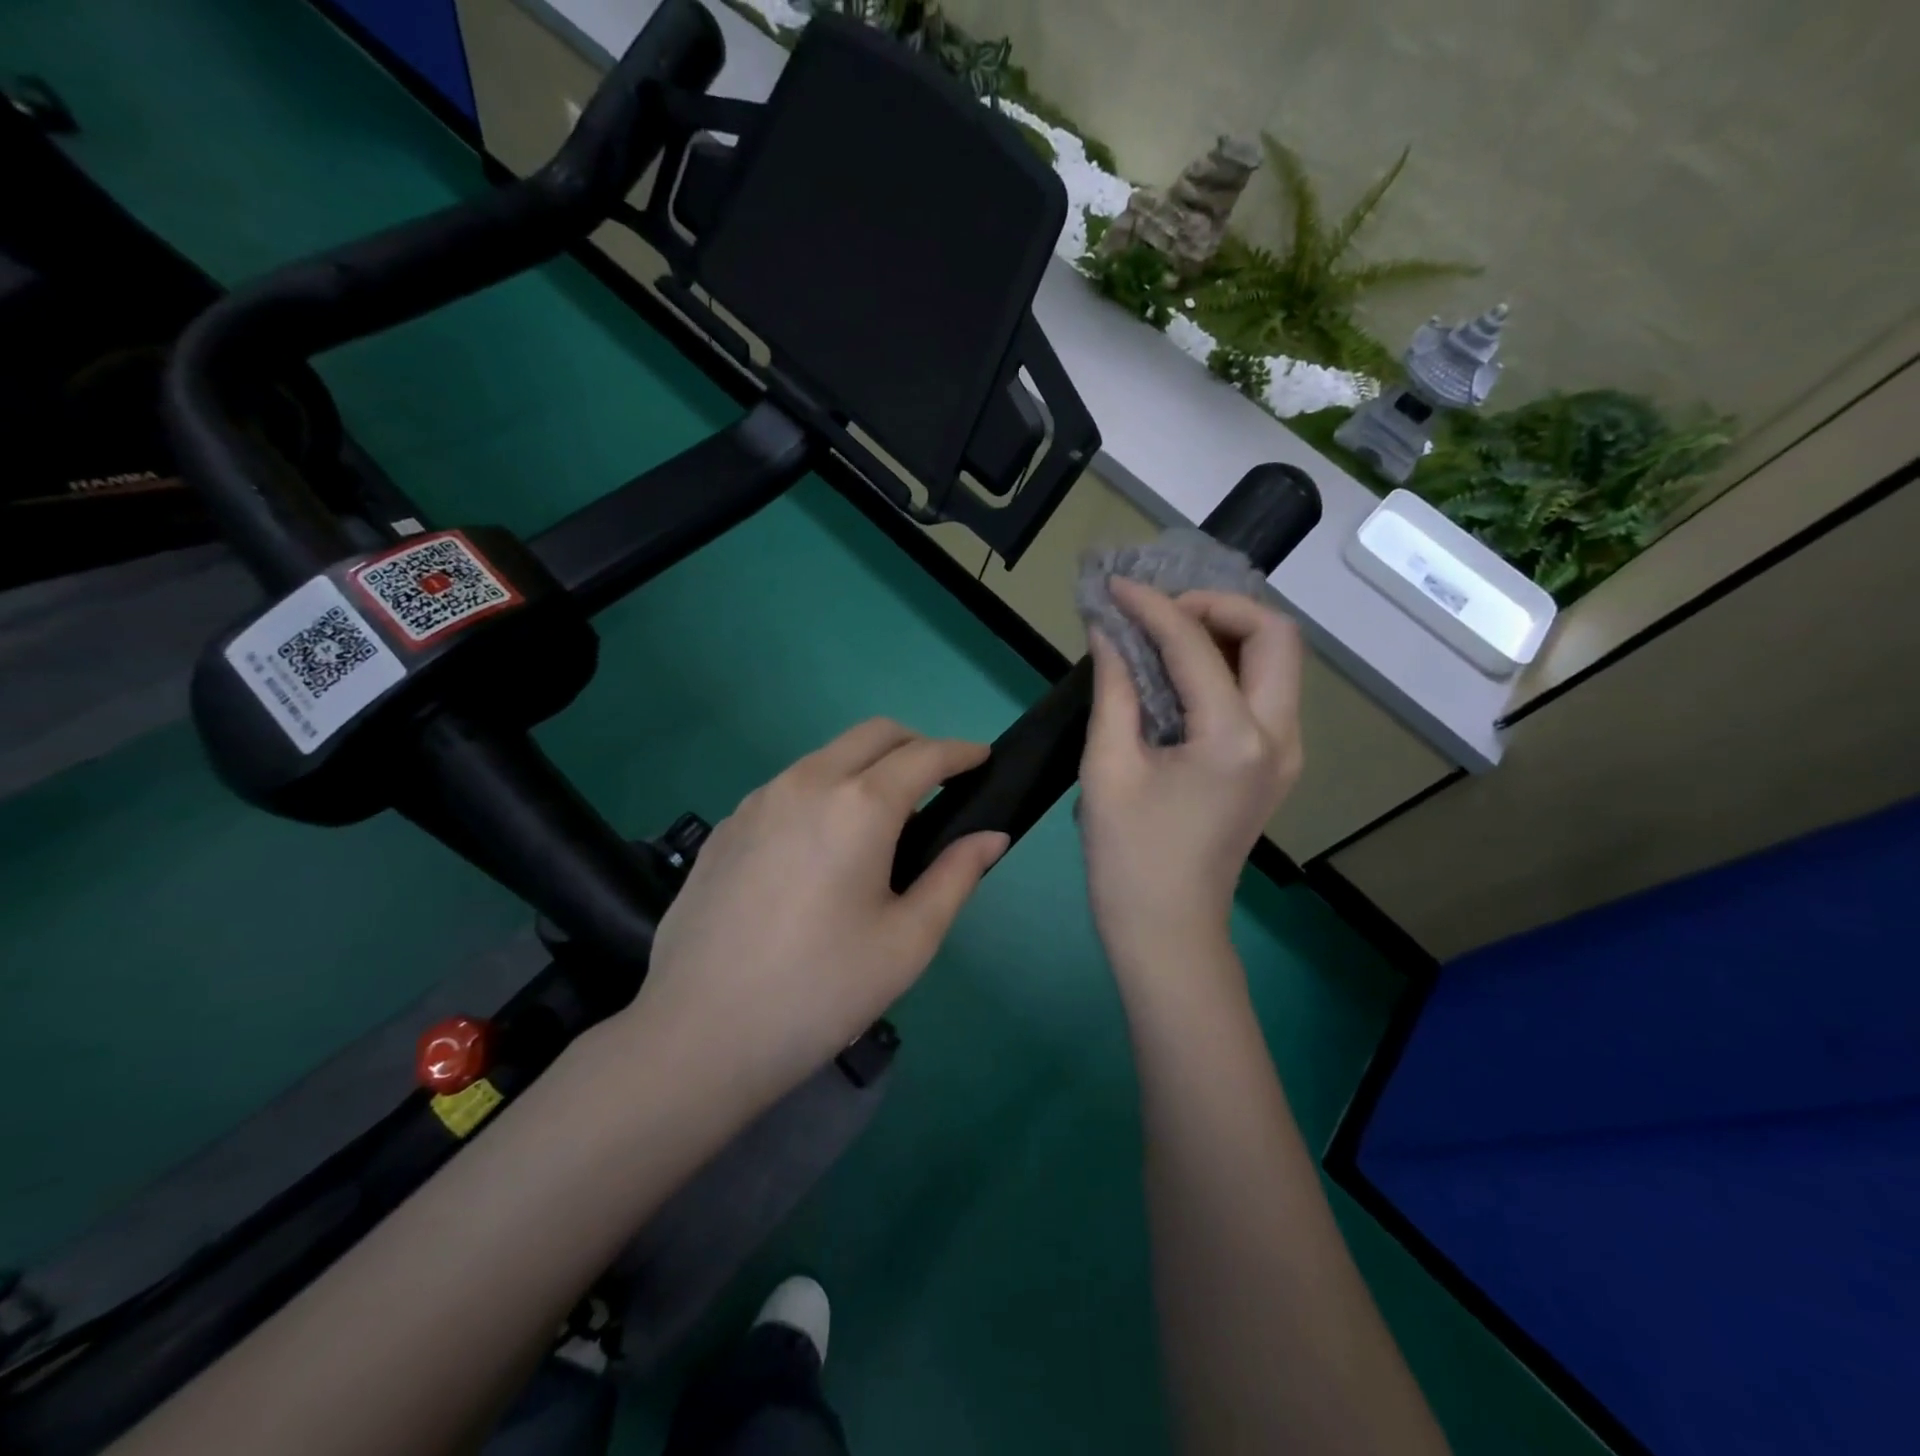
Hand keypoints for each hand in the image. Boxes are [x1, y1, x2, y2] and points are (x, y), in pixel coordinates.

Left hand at [622, 719, 1008, 1110]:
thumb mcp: (907, 942)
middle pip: (874, 734)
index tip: (983, 759)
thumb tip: (991, 836)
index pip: (924, 755)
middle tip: (940, 783)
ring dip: (866, 766)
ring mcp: (758, 800)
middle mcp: (807, 782)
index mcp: (859, 805)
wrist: (698, 1034)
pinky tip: (821, 849)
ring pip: (827, 756)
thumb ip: (956, 876)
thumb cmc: (820, 991)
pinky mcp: (727, 826)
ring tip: (882, 821)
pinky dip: (823, 792)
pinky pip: (789, 787)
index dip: (961, 752)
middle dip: (916, 745)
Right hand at [1079, 579, 1303, 982]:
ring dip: (1225, 632)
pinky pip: (1263, 691)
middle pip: (1273, 635)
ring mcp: (1286, 752)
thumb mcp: (1106, 768)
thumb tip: (1108, 632)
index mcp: (1234, 738)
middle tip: (1157, 611)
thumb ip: (1112, 689)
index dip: (1152, 607)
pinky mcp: (1274, 765)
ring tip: (1164, 632)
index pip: (1195, 645)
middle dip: (1215, 606)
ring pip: (1276, 660)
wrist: (1168, 932)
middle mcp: (1279, 736)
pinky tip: (1179, 672)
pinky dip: (1228, 665)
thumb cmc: (1128, 859)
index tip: (1114, 589)